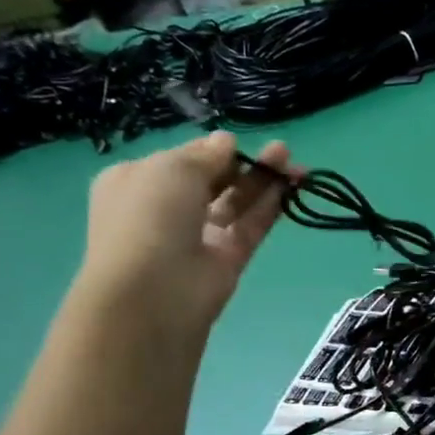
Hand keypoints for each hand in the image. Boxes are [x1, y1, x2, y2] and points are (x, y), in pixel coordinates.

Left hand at [74, 132, 296, 334]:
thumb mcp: (172, 169)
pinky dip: (270, 207)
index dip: (213, 150)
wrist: (152, 293)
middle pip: (215, 180)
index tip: (239, 143)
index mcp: (139, 182)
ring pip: (237, 202)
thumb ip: (206, 154)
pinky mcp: (226, 260)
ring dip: (264, 181)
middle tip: (282, 151)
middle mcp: (167, 208)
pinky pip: (250, 226)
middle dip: (245, 164)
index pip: (183, 160)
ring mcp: (199, 237)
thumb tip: (226, 141)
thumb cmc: (149, 217)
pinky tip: (293, 186)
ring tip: (296, 164)